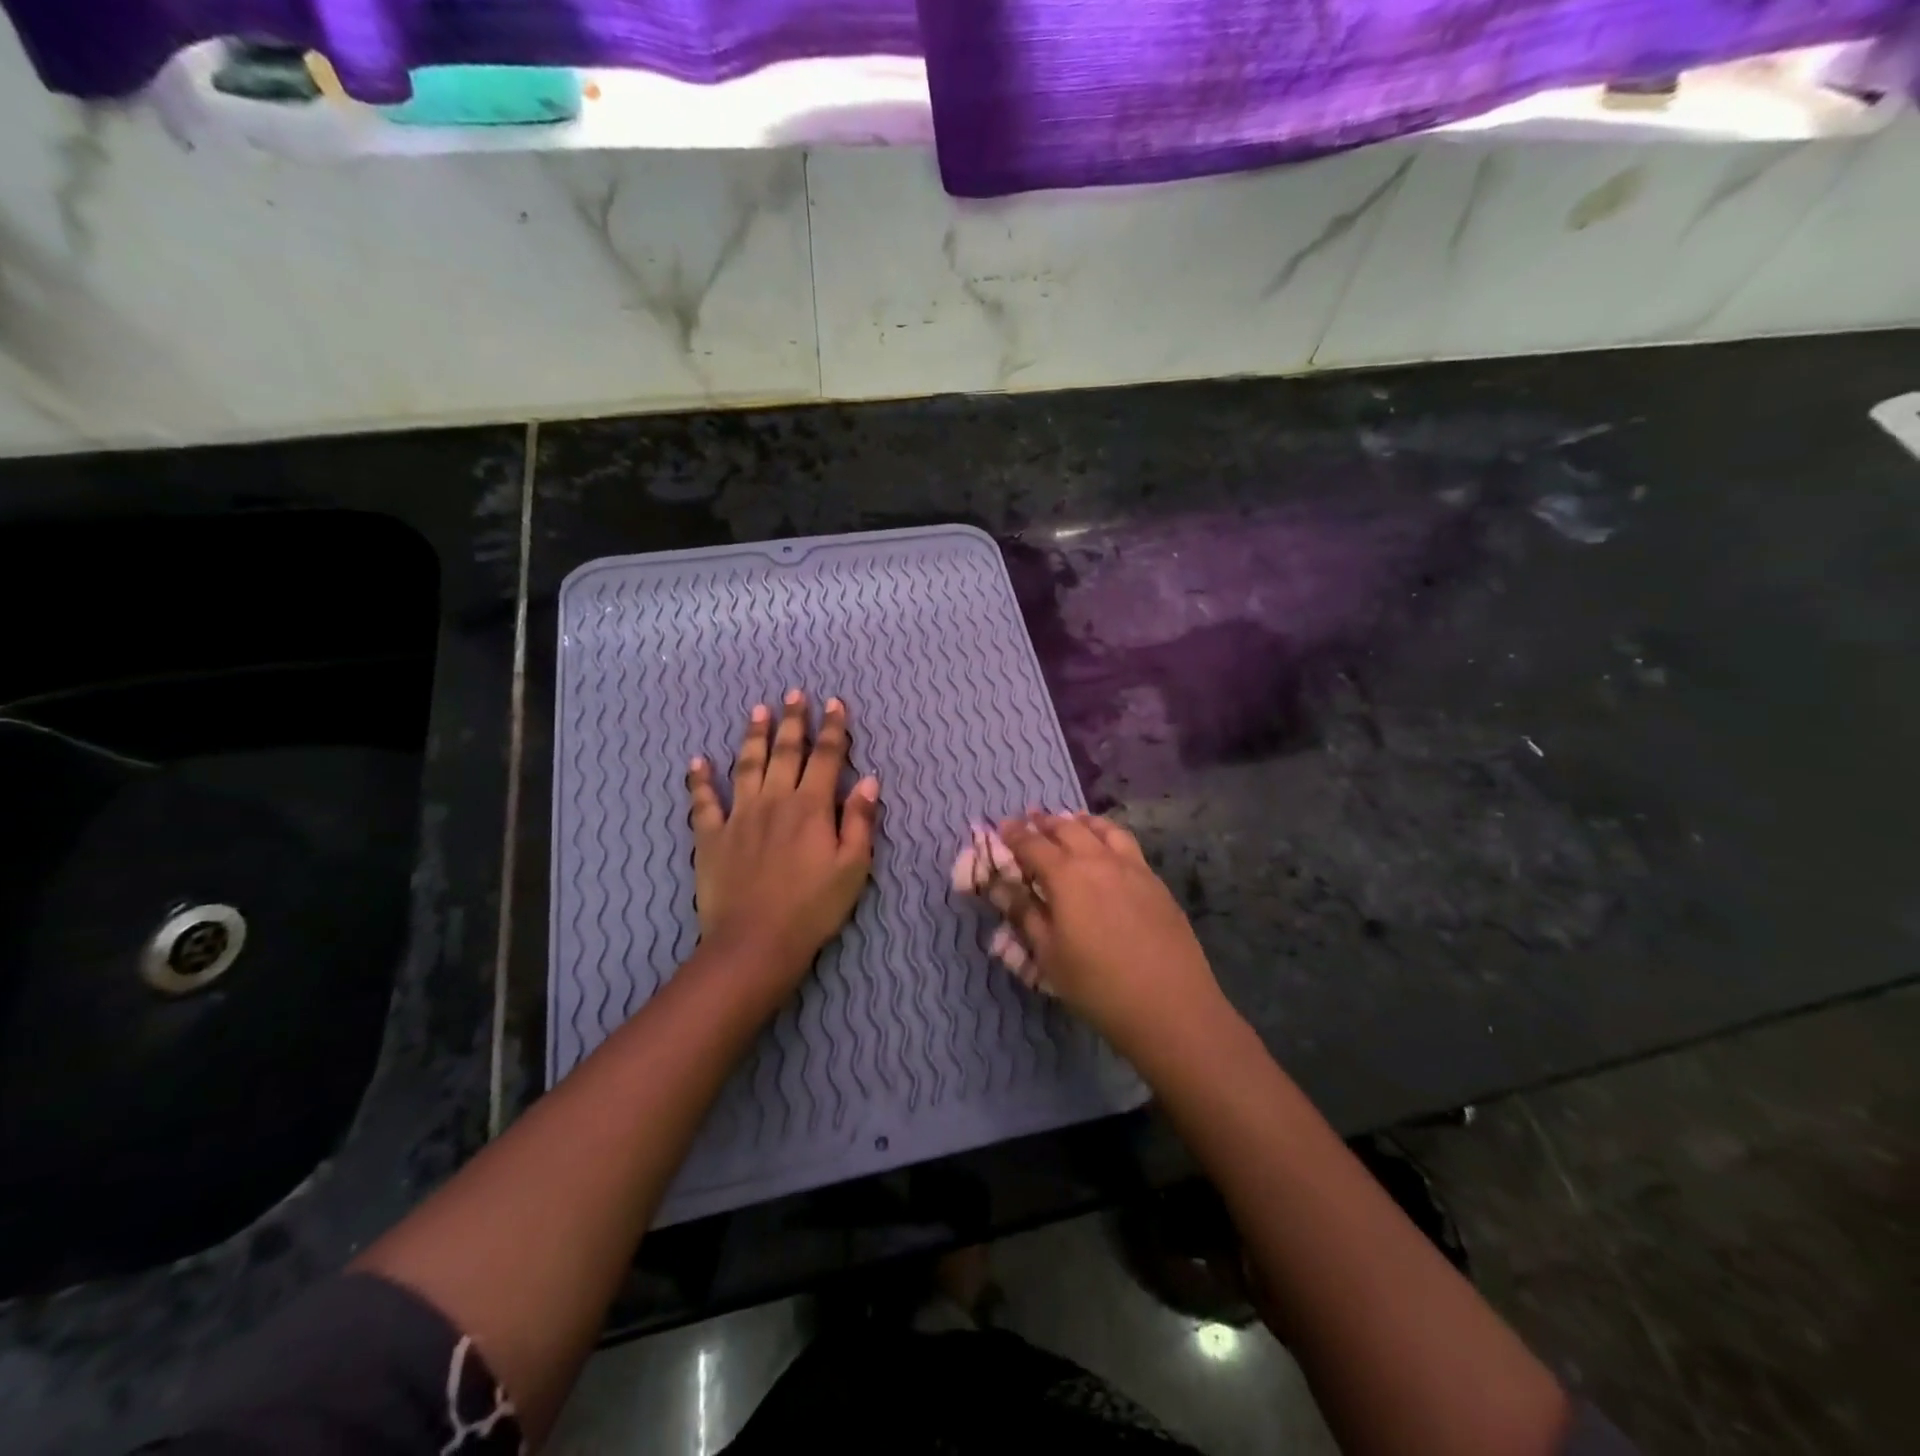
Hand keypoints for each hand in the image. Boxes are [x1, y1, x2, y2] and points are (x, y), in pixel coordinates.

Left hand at [686, 691, 879, 989]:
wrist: (755, 942)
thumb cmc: (813, 907)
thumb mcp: (853, 868)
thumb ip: (861, 821)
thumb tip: (869, 780)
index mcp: (812, 806)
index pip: (826, 756)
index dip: (833, 728)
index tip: (835, 703)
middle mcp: (775, 800)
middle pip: (785, 751)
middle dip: (793, 720)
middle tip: (794, 693)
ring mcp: (739, 815)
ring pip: (746, 765)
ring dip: (753, 736)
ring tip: (757, 710)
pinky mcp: (711, 836)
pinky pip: (703, 802)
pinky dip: (699, 780)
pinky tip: (697, 761)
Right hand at [994, 813, 1227, 1053]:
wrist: (1171, 1005)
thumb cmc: (1097, 985)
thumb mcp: (1048, 955)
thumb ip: (1024, 913)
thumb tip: (999, 886)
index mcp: (1066, 876)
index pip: (1032, 844)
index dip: (1014, 834)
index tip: (1002, 826)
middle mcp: (1098, 860)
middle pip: (1067, 828)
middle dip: (1044, 822)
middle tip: (1030, 820)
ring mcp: (1132, 867)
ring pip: (1101, 829)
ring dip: (1079, 821)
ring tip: (1069, 821)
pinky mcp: (1155, 881)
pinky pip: (1126, 843)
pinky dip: (1107, 834)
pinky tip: (1106, 848)